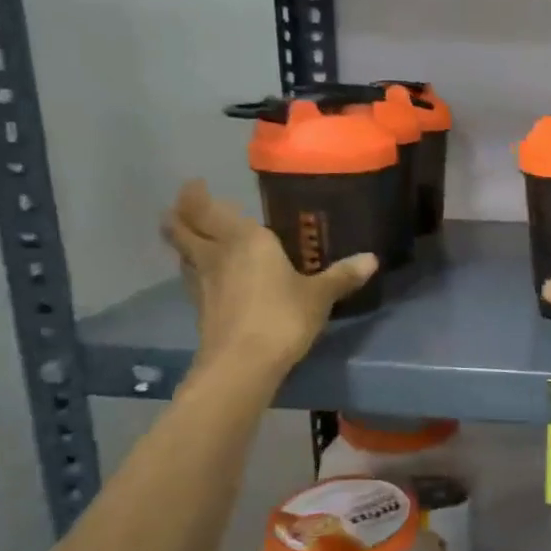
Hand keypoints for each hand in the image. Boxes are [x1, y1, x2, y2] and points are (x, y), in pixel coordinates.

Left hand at [161, 179, 375, 377]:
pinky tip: (213, 277)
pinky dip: (197, 271)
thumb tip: (372, 259)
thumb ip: (342, 275)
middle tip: (187, 206)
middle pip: (180, 228)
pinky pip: (193, 278)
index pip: (205, 208)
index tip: (196, 185)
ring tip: (199, 238)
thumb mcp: (319, 296)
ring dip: (185, 243)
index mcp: (244, 239)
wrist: (243, 365)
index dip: (195, 195)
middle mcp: (216, 254)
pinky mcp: (200, 310)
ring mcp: (202, 283)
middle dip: (179, 215)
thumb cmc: (282, 317)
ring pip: (183, 254)